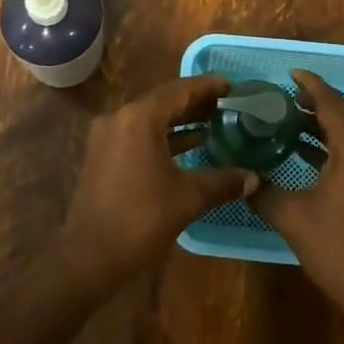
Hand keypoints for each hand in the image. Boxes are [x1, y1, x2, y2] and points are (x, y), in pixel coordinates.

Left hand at [59, 75, 257, 291]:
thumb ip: (222, 182)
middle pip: (164, 101)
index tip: (233, 85)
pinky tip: (190, 145)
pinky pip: (139, 133)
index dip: (208, 87)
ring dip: (181, 119)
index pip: (180, 91)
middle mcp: (120, 117)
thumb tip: (254, 178)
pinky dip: (164, 135)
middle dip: (196, 102)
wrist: (89, 258)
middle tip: (227, 104)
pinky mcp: (104, 154)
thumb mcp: (187, 198)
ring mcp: (108, 136)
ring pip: (151, 118)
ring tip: (214, 122)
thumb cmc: (140, 220)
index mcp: (139, 118)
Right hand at [251, 70, 343, 321]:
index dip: (311, 85)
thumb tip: (242, 177)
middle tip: (284, 96)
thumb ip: (262, 191)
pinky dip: (331, 142)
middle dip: (316, 101)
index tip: (290, 74)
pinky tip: (304, 150)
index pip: (332, 104)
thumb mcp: (291, 217)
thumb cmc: (336, 247)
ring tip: (289, 118)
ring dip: (323, 122)